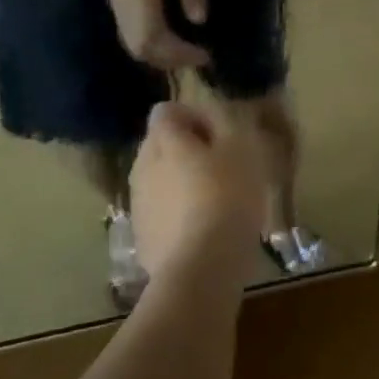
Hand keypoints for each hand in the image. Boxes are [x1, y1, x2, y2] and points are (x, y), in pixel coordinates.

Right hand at [110, 0, 210, 70]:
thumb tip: (198, 20)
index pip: (152, 35)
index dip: (177, 52)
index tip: (204, 55)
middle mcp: (122, 1)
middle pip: (139, 47)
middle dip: (170, 61)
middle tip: (200, 58)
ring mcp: (117, 4)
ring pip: (133, 45)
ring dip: (161, 56)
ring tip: (190, 53)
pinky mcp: (120, 4)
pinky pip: (133, 36)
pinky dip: (154, 46)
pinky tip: (175, 42)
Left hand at [128, 99, 269, 284]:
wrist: (202, 268)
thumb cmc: (227, 196)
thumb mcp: (240, 146)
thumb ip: (224, 118)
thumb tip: (212, 111)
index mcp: (162, 139)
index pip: (167, 111)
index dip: (195, 117)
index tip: (221, 136)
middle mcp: (141, 165)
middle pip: (161, 145)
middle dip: (187, 150)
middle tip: (222, 167)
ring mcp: (137, 204)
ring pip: (159, 180)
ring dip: (181, 183)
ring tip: (216, 202)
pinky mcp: (142, 238)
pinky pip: (160, 213)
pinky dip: (177, 215)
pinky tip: (204, 230)